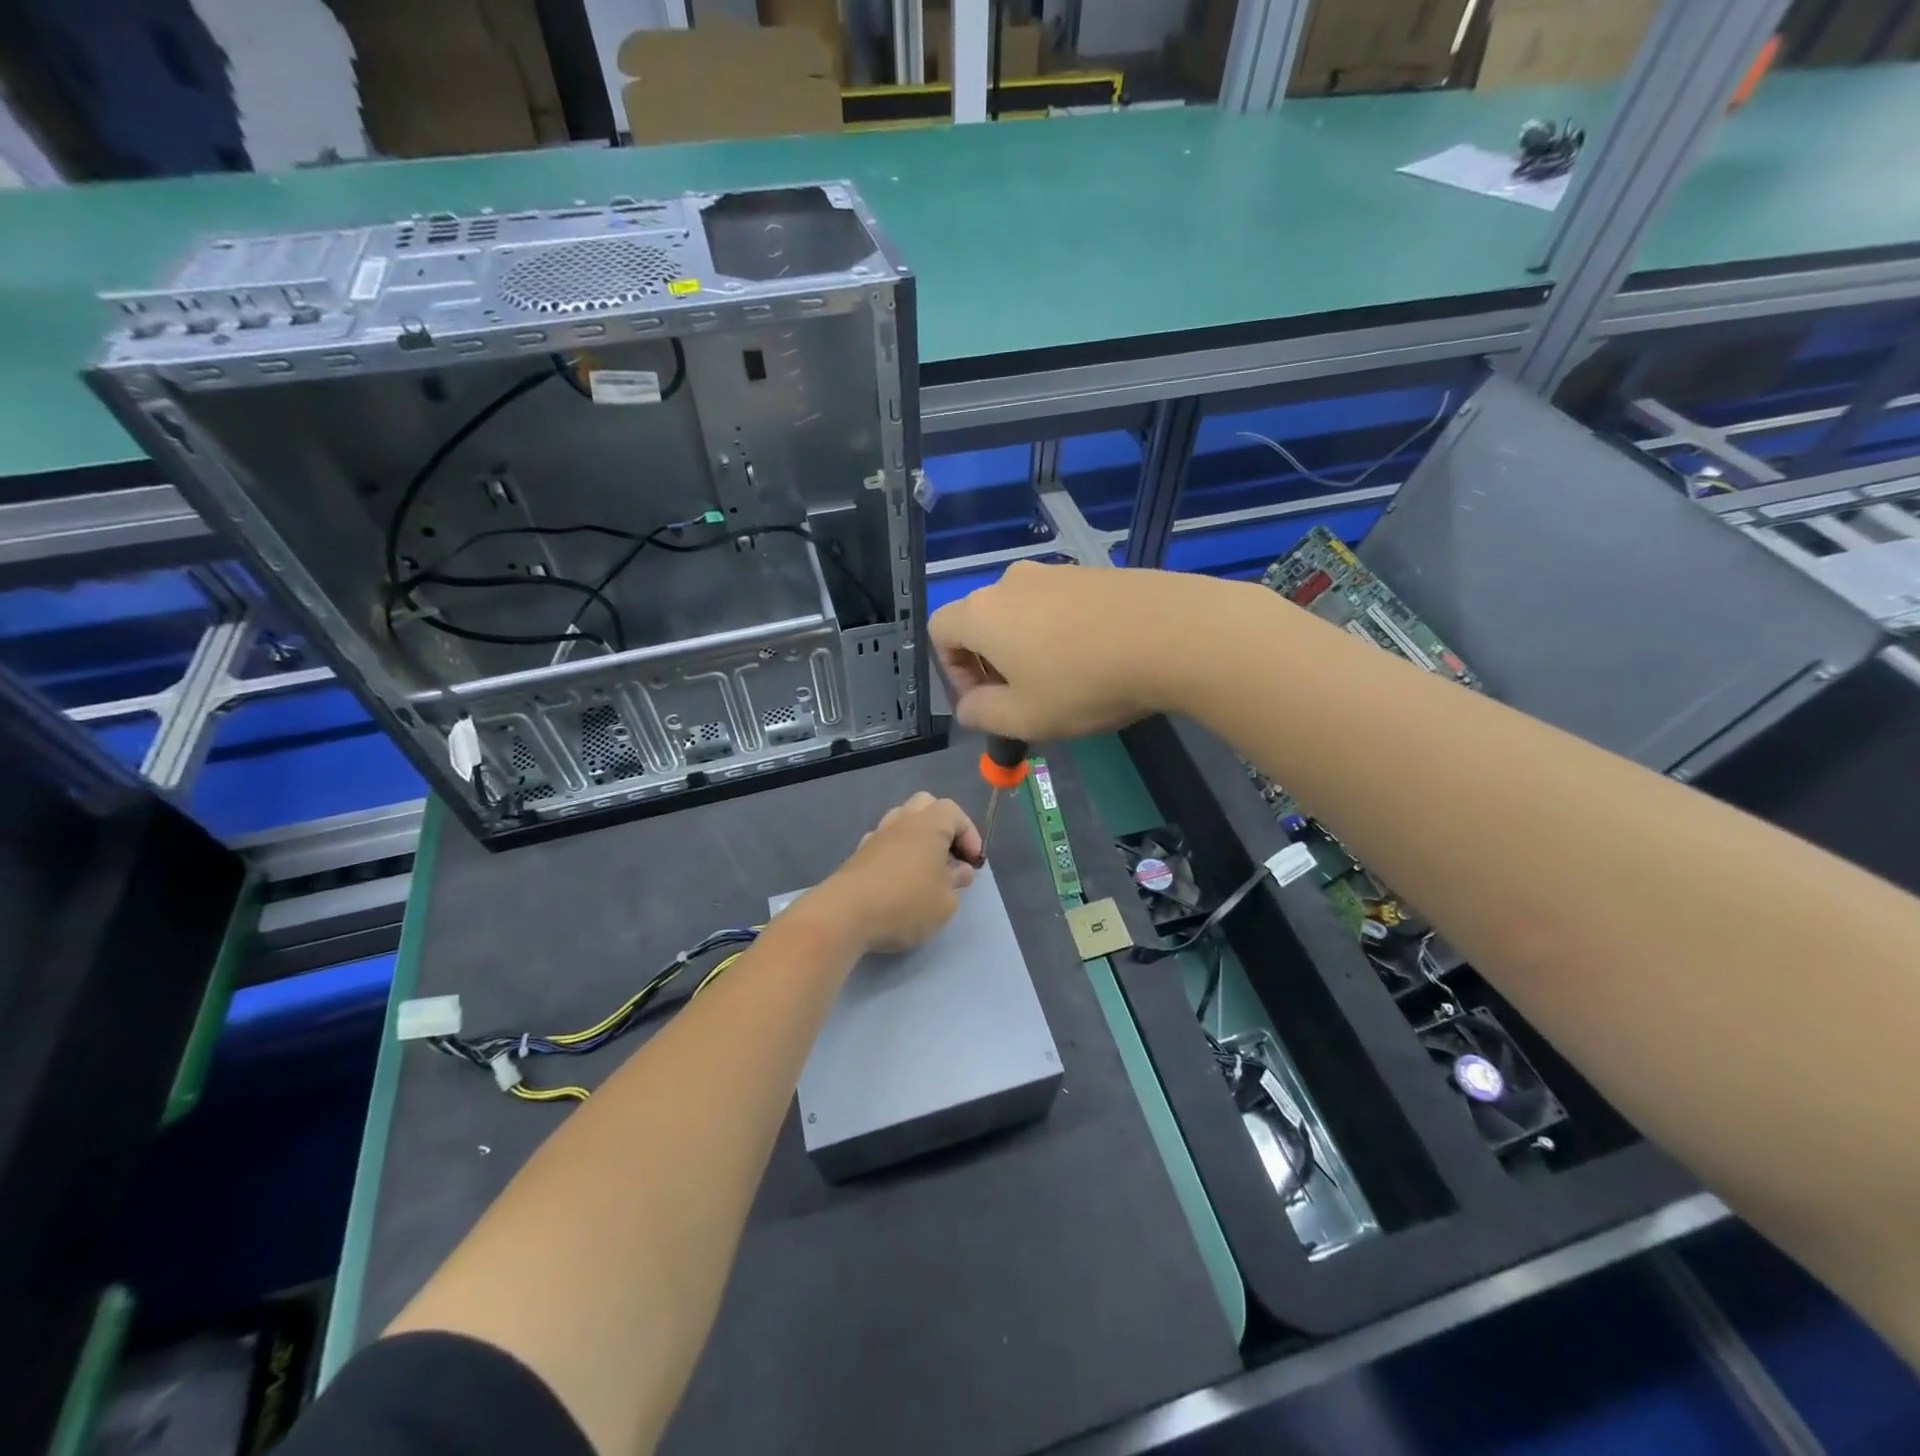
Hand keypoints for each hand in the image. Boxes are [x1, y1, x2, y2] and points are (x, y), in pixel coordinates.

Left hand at [813, 793, 982, 954]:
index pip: (954, 812)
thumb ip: (956, 882)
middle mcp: (902, 821)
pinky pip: (885, 842)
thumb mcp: (945, 902)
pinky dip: (897, 853)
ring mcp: (876, 835)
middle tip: (950, 856)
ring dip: (917, 838)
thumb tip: (959, 870)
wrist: (844, 915)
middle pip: (925, 805)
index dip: (969, 834)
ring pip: (902, 821)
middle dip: (942, 826)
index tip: (973, 862)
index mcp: (929, 825)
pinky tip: (899, 879)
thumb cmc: (905, 904)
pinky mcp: (858, 854)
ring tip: (925, 868)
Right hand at [929, 561, 1229, 739]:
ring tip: (1065, 682)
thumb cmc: (1085, 683)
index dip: (952, 670)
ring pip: (1023, 612)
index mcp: (983, 613)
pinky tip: (1097, 658)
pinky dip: (1062, 632)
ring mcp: (1057, 572)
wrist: (1173, 634)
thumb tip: (970, 706)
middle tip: (1022, 698)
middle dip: (991, 662)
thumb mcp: (1025, 718)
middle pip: (981, 620)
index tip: (985, 700)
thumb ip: (983, 715)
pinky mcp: (1094, 573)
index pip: (940, 631)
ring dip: (1028, 647)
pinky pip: (1061, 604)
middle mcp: (1012, 583)